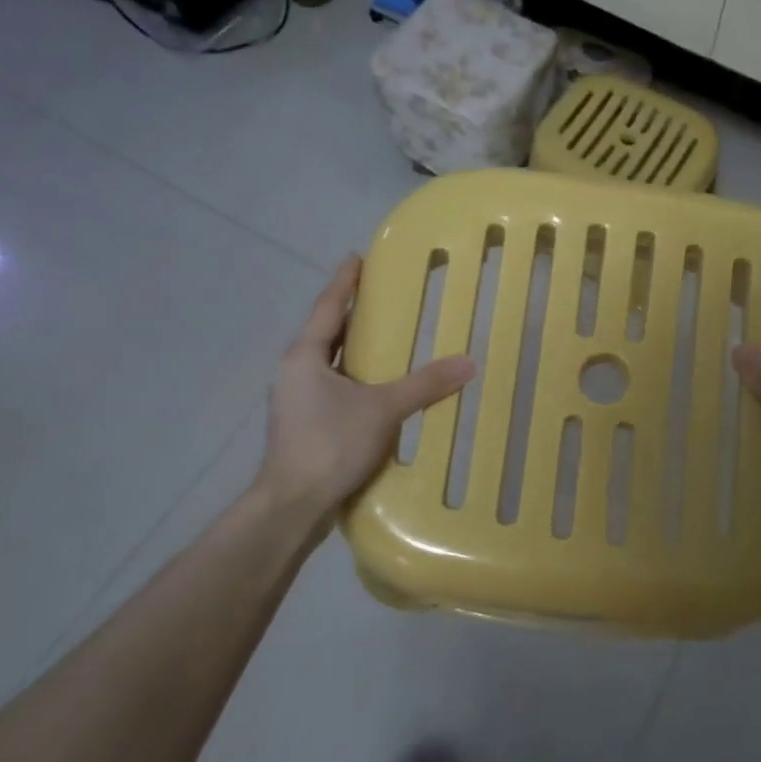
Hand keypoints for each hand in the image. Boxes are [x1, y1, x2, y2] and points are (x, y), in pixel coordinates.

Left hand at [257, 256, 474, 518]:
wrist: (292, 504)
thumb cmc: (330, 444)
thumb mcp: (383, 410)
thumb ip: (424, 385)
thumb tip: (468, 363)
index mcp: (305, 355)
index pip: (327, 306)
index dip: (344, 281)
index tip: (357, 257)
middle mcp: (295, 371)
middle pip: (325, 331)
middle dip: (350, 312)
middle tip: (380, 294)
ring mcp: (296, 399)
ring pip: (327, 361)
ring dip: (351, 346)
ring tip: (383, 336)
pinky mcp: (303, 424)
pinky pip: (331, 386)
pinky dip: (353, 376)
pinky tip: (375, 386)